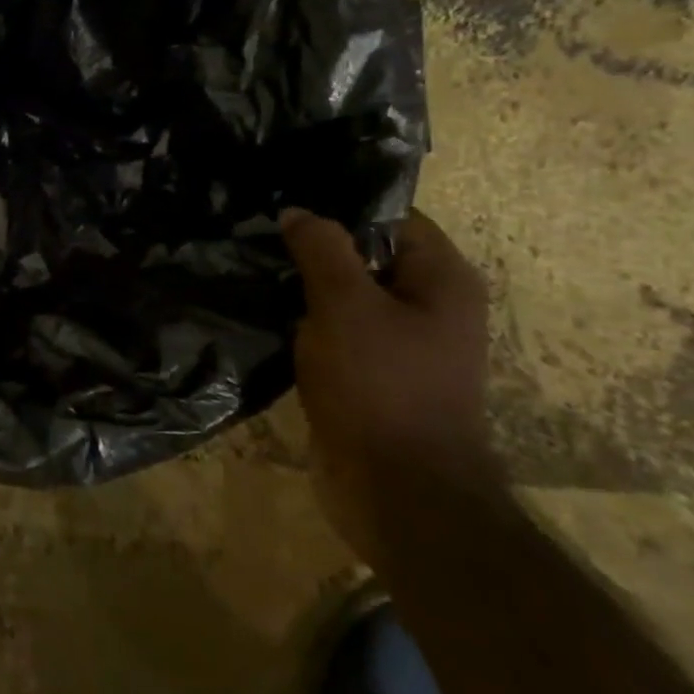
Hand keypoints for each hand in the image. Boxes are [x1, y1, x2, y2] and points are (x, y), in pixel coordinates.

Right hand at [280, 206, 502, 565]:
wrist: (398, 491)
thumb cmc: (380, 386)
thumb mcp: (345, 305)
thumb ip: (322, 249)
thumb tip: (298, 211)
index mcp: (442, 280)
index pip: (393, 218)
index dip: (340, 206)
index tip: (285, 201)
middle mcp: (429, 306)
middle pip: (366, 256)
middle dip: (314, 246)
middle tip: (258, 232)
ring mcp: (401, 344)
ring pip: (346, 296)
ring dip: (304, 286)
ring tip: (252, 265)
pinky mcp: (373, 375)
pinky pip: (336, 332)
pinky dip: (305, 321)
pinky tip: (264, 311)